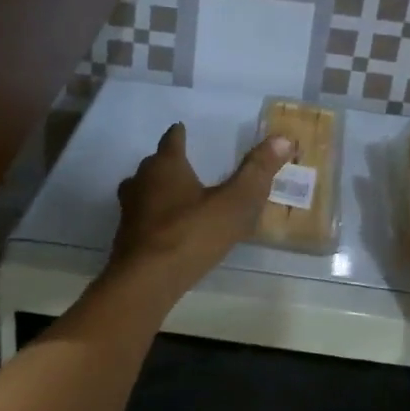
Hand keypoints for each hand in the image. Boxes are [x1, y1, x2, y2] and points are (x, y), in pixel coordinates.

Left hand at [111, 124, 293, 292]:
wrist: (145, 281)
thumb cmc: (191, 234)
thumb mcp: (234, 204)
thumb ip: (257, 172)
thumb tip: (284, 138)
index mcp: (166, 166)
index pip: (171, 139)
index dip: (179, 134)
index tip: (182, 130)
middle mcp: (141, 181)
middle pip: (154, 164)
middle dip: (168, 163)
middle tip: (186, 167)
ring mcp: (129, 210)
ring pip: (142, 190)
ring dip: (156, 190)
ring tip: (176, 198)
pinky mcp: (125, 237)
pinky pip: (141, 217)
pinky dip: (152, 217)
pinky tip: (166, 230)